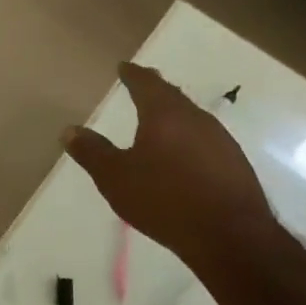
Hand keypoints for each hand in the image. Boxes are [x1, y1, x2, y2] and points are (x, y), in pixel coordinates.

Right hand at [63, 62, 274, 273]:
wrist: (231, 238)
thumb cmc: (165, 200)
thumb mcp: (116, 178)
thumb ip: (92, 152)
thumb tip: (70, 130)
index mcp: (164, 113)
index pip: (146, 83)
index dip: (132, 74)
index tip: (124, 67)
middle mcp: (195, 118)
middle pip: (172, 96)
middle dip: (154, 90)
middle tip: (141, 85)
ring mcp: (221, 140)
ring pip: (191, 117)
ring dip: (174, 114)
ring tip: (160, 120)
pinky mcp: (235, 164)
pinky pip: (206, 140)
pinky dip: (189, 139)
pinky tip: (185, 156)